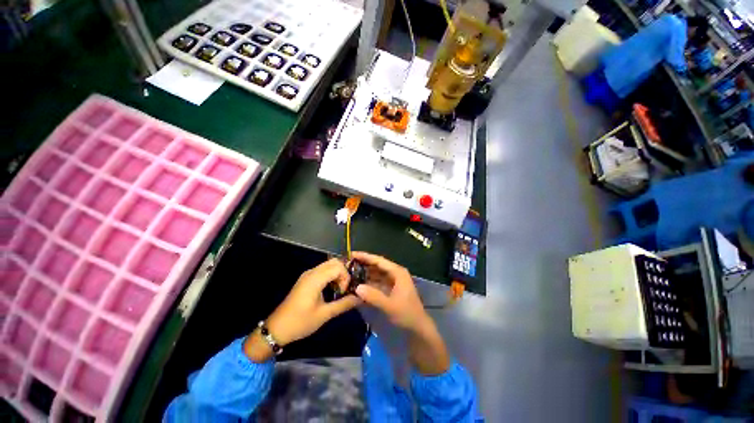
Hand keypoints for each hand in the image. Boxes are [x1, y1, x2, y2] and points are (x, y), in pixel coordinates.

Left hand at [245, 259, 359, 361]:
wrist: (277, 329)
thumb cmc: (301, 322)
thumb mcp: (324, 314)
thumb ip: (344, 304)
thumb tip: (360, 298)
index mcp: (315, 279)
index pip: (338, 267)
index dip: (345, 277)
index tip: (344, 291)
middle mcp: (311, 272)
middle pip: (334, 262)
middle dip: (343, 273)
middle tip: (345, 288)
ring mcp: (308, 275)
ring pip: (328, 265)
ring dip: (337, 274)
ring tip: (339, 289)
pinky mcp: (306, 279)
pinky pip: (322, 270)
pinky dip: (331, 276)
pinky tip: (331, 289)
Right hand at [352, 252, 449, 374]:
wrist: (418, 327)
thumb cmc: (407, 314)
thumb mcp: (389, 305)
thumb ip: (373, 296)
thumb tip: (357, 287)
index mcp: (397, 272)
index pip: (379, 260)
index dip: (365, 257)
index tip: (352, 254)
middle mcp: (395, 273)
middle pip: (377, 265)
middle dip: (364, 264)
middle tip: (348, 264)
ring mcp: (393, 281)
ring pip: (377, 274)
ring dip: (365, 273)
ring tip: (351, 273)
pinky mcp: (391, 289)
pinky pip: (378, 282)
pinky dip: (369, 282)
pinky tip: (359, 284)